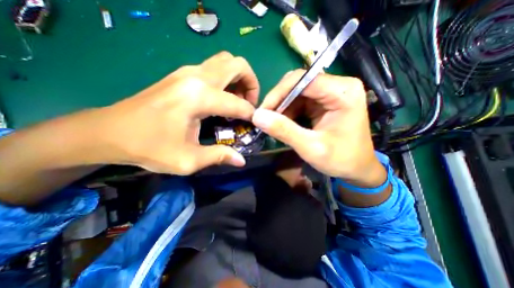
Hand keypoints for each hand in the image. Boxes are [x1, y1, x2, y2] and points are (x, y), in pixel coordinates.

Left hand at [93, 52, 259, 174]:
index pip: (238, 103)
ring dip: (239, 79)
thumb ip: (219, 156)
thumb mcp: (188, 160)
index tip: (255, 124)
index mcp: (199, 97)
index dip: (251, 115)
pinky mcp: (182, 74)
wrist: (108, 131)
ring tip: (238, 100)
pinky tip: (222, 99)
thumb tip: (241, 160)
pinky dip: (227, 79)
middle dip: (251, 83)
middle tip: (249, 104)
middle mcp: (196, 77)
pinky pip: (214, 68)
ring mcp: (188, 72)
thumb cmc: (149, 147)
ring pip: (226, 62)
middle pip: (237, 65)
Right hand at [252, 69, 385, 186]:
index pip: (302, 80)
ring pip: (296, 92)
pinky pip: (300, 100)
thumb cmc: (341, 159)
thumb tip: (257, 117)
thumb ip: (284, 131)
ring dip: (282, 107)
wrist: (357, 168)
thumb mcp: (311, 148)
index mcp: (343, 92)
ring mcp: (331, 93)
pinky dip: (288, 111)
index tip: (262, 111)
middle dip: (279, 100)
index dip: (278, 93)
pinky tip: (283, 123)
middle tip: (265, 118)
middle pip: (298, 83)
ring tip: (273, 123)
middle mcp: (338, 86)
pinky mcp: (324, 101)